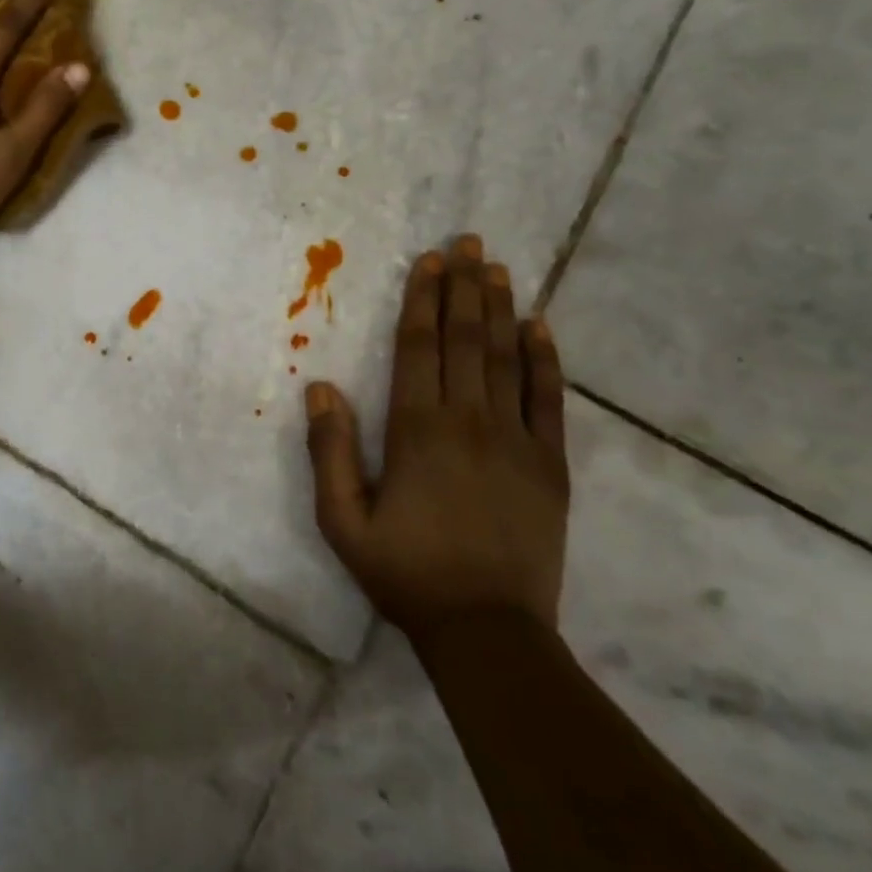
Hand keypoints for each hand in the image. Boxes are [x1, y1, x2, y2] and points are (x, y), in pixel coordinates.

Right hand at [304, 234, 569, 641]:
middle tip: (468, 242)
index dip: (422, 300)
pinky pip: (549, 399)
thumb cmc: (406, 573)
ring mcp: (515, 439)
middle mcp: (468, 420)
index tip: (429, 262)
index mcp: (416, 430)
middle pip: (464, 339)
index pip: (418, 347)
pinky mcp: (549, 463)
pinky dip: (545, 359)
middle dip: (464, 287)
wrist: (487, 629)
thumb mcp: (342, 520)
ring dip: (501, 308)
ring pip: (505, 357)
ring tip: (498, 267)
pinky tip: (541, 327)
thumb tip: (321, 387)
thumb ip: (329, 451)